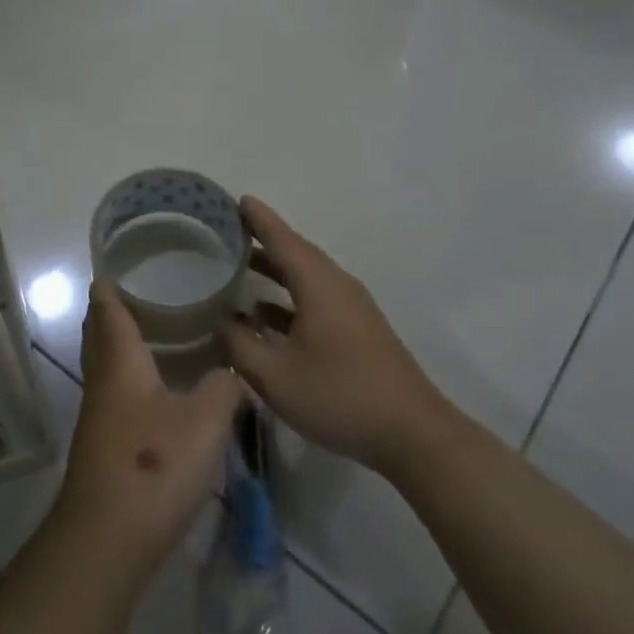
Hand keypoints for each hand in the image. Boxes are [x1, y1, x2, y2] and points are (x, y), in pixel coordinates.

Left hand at [51, 283, 244, 580]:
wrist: (107, 539)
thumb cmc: (154, 466)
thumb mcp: (205, 422)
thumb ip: (225, 386)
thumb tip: (232, 368)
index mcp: (120, 363)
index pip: (108, 309)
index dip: (110, 284)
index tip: (118, 262)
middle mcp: (103, 381)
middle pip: (99, 334)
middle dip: (112, 309)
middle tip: (143, 289)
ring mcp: (99, 415)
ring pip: (106, 364)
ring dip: (121, 343)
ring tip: (155, 329)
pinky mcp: (104, 444)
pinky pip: (115, 391)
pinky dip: (130, 374)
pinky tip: (156, 387)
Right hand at [219, 197, 454, 475]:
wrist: (413, 434)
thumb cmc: (340, 396)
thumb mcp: (276, 376)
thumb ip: (240, 345)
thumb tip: (221, 322)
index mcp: (319, 286)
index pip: (282, 239)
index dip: (257, 219)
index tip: (232, 199)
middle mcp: (336, 287)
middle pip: (295, 253)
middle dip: (261, 240)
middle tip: (224, 231)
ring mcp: (350, 308)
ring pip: (305, 277)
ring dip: (273, 269)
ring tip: (236, 265)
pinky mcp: (355, 330)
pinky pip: (314, 298)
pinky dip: (286, 297)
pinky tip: (261, 314)